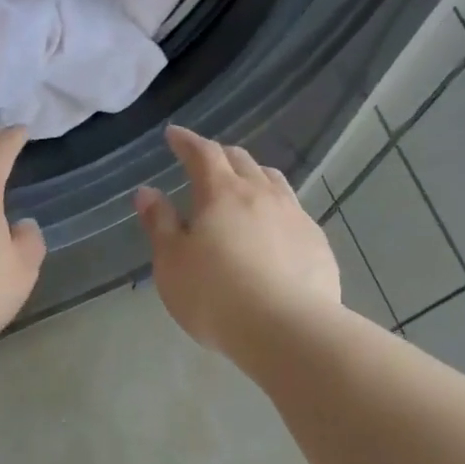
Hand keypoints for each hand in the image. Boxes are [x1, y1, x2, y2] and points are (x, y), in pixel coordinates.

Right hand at [134, 126, 339, 359]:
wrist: (286, 328)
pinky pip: (294, 212)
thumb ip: (159, 224)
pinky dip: (277, 209)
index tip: (174, 135)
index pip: (203, 153)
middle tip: (206, 161)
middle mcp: (262, 194)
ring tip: (244, 186)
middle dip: (220, 156)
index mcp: (221, 193)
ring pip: (274, 181)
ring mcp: (295, 216)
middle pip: (241, 161)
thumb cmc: (214, 294)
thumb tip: (147, 192)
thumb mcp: (172, 262)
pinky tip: (274, 229)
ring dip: (254, 176)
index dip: (186, 141)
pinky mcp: (317, 243)